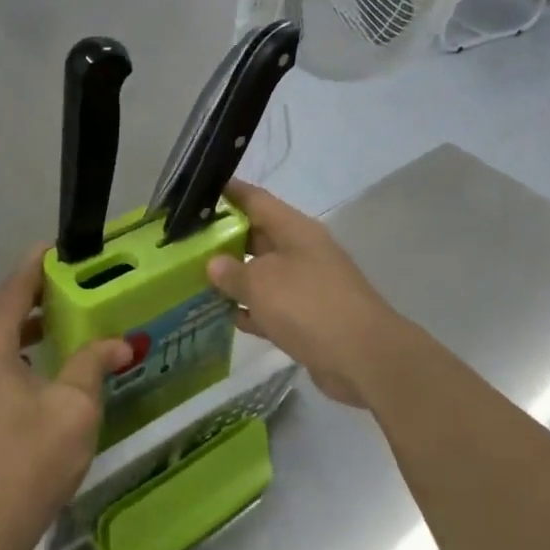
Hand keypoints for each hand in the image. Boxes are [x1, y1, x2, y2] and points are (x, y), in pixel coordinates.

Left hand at [0, 247, 129, 549]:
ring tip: (57, 321)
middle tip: (68, 284)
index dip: (35, 266)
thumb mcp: (74, 408)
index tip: (56, 247)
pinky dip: (8, 354)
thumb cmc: (32, 462)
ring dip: (20, 328)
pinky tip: (35, 366)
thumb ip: (93, 363)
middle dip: (31, 297)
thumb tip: (118, 342)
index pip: (11, 292)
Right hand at [206, 182, 402, 407]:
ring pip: (263, 274)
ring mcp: (308, 286)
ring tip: (194, 279)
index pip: (256, 200)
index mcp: (295, 230)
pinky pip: (272, 307)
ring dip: (234, 278)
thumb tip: (214, 264)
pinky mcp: (309, 318)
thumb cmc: (308, 305)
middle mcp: (302, 252)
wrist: (363, 357)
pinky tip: (224, 317)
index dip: (229, 193)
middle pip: (258, 237)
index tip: (198, 192)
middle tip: (186, 242)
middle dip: (224, 239)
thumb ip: (232, 272)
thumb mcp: (261, 284)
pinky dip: (251, 310)